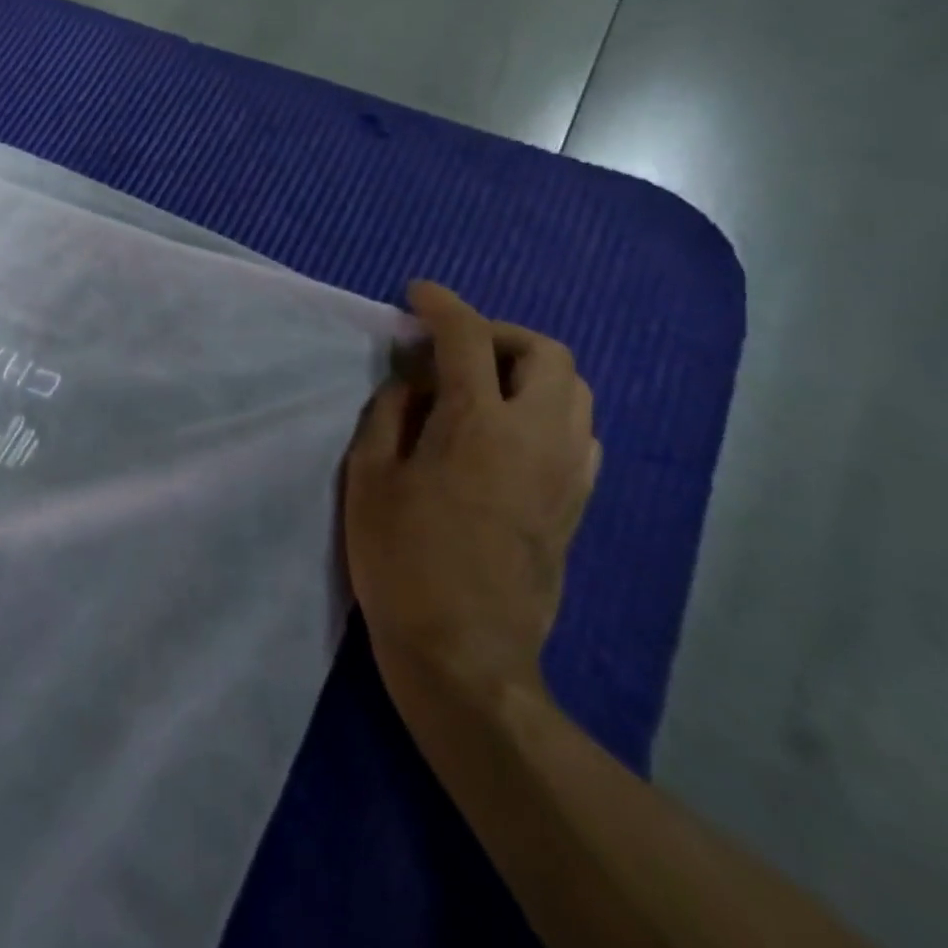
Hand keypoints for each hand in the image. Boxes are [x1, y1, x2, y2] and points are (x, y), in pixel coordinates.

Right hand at [344, 281, 600, 704]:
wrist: (464, 653)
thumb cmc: (400, 560)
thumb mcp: (369, 478)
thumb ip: (388, 415)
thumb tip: (410, 383)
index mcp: (477, 426)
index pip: (467, 339)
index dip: (442, 305)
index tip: (417, 294)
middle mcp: (536, 438)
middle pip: (547, 353)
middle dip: (499, 333)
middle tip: (452, 348)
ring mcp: (566, 473)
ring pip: (574, 391)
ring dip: (527, 370)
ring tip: (477, 385)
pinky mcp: (575, 504)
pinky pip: (578, 431)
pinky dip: (546, 408)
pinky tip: (504, 430)